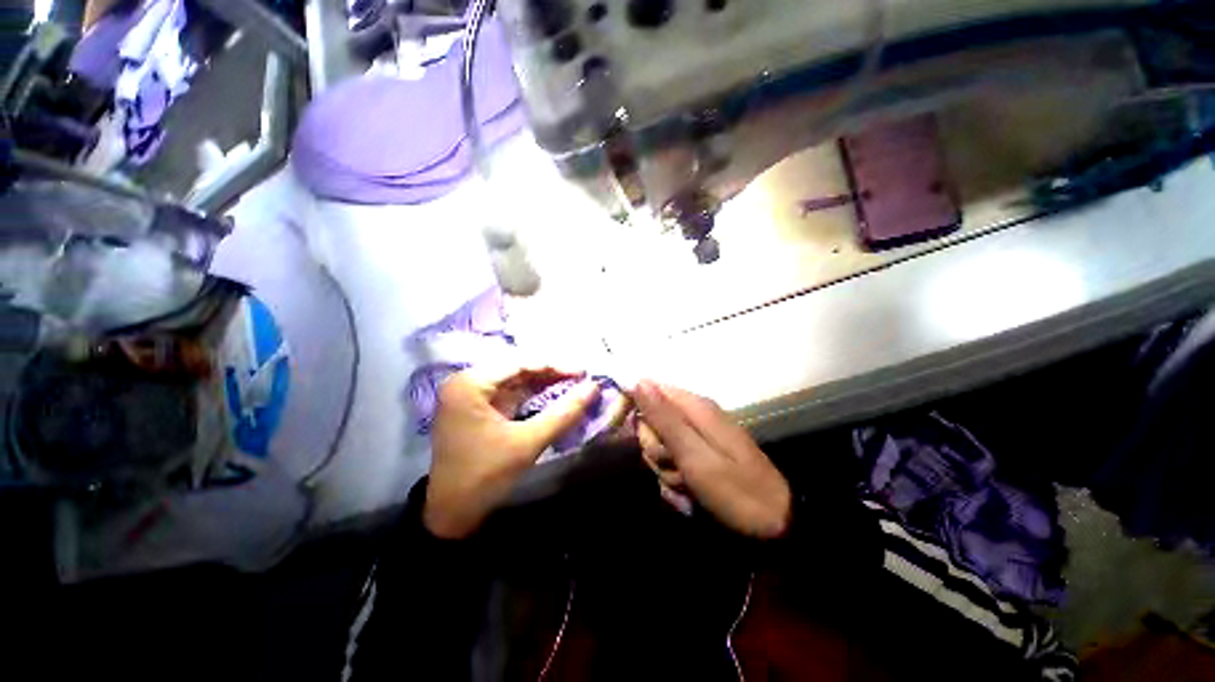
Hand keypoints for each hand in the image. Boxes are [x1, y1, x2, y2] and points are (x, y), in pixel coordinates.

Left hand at [424, 364, 611, 538]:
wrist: (451, 514)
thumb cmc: (485, 475)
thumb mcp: (528, 442)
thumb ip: (564, 413)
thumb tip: (594, 387)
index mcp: (470, 383)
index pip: (520, 362)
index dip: (555, 365)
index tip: (584, 372)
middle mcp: (467, 381)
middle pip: (517, 368)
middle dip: (551, 373)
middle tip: (582, 378)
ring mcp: (470, 394)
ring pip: (515, 379)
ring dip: (544, 382)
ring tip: (574, 384)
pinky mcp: (477, 407)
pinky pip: (510, 392)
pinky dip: (533, 394)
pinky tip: (554, 394)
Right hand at [633, 380, 790, 538]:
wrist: (776, 524)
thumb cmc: (735, 489)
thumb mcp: (694, 455)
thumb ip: (665, 419)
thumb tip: (639, 381)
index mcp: (694, 407)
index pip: (651, 391)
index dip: (640, 413)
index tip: (643, 439)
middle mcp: (694, 416)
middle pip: (653, 423)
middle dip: (656, 449)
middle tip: (673, 467)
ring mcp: (697, 437)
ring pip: (659, 446)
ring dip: (665, 469)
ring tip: (685, 484)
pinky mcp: (699, 455)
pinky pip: (671, 462)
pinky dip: (673, 479)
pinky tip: (687, 493)